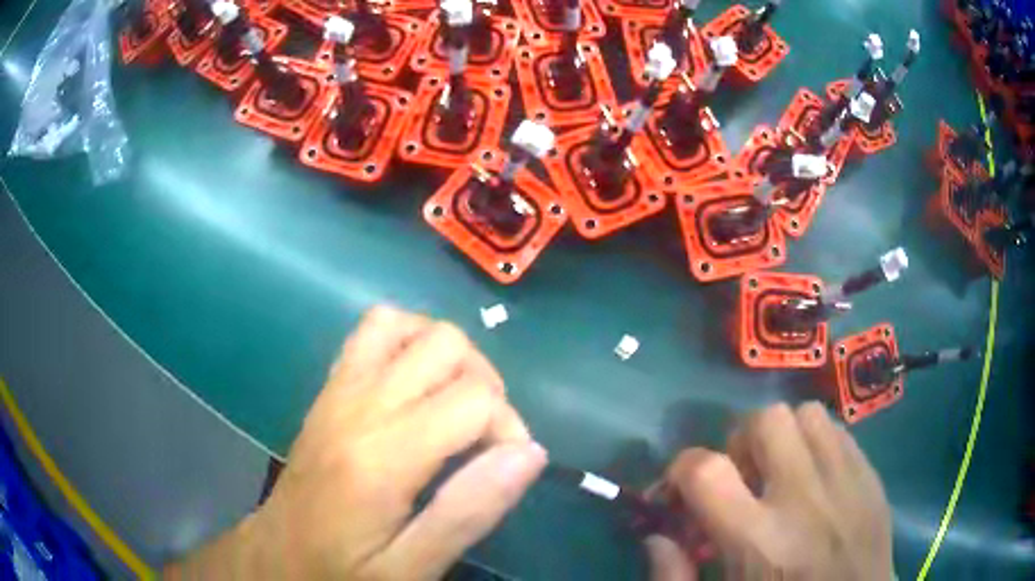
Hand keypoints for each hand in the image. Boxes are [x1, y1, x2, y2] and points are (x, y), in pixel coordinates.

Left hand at [165, 306, 546, 579]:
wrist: (279, 553)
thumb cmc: (343, 569)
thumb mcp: (410, 568)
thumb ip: (468, 512)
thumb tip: (528, 453)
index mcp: (381, 458)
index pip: (474, 399)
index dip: (509, 428)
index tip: (505, 468)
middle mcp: (359, 407)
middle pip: (447, 344)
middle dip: (485, 386)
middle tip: (481, 440)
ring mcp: (339, 389)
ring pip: (408, 324)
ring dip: (447, 356)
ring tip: (453, 407)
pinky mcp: (330, 388)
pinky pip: (373, 330)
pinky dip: (408, 342)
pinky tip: (416, 388)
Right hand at [646, 403, 891, 580]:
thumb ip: (674, 578)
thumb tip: (657, 535)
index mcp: (760, 541)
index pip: (706, 470)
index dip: (679, 469)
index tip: (679, 489)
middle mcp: (805, 498)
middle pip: (765, 420)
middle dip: (740, 440)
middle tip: (740, 476)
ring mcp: (846, 481)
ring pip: (807, 414)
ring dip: (783, 435)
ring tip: (780, 472)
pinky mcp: (871, 476)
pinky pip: (838, 432)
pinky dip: (816, 443)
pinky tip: (814, 478)